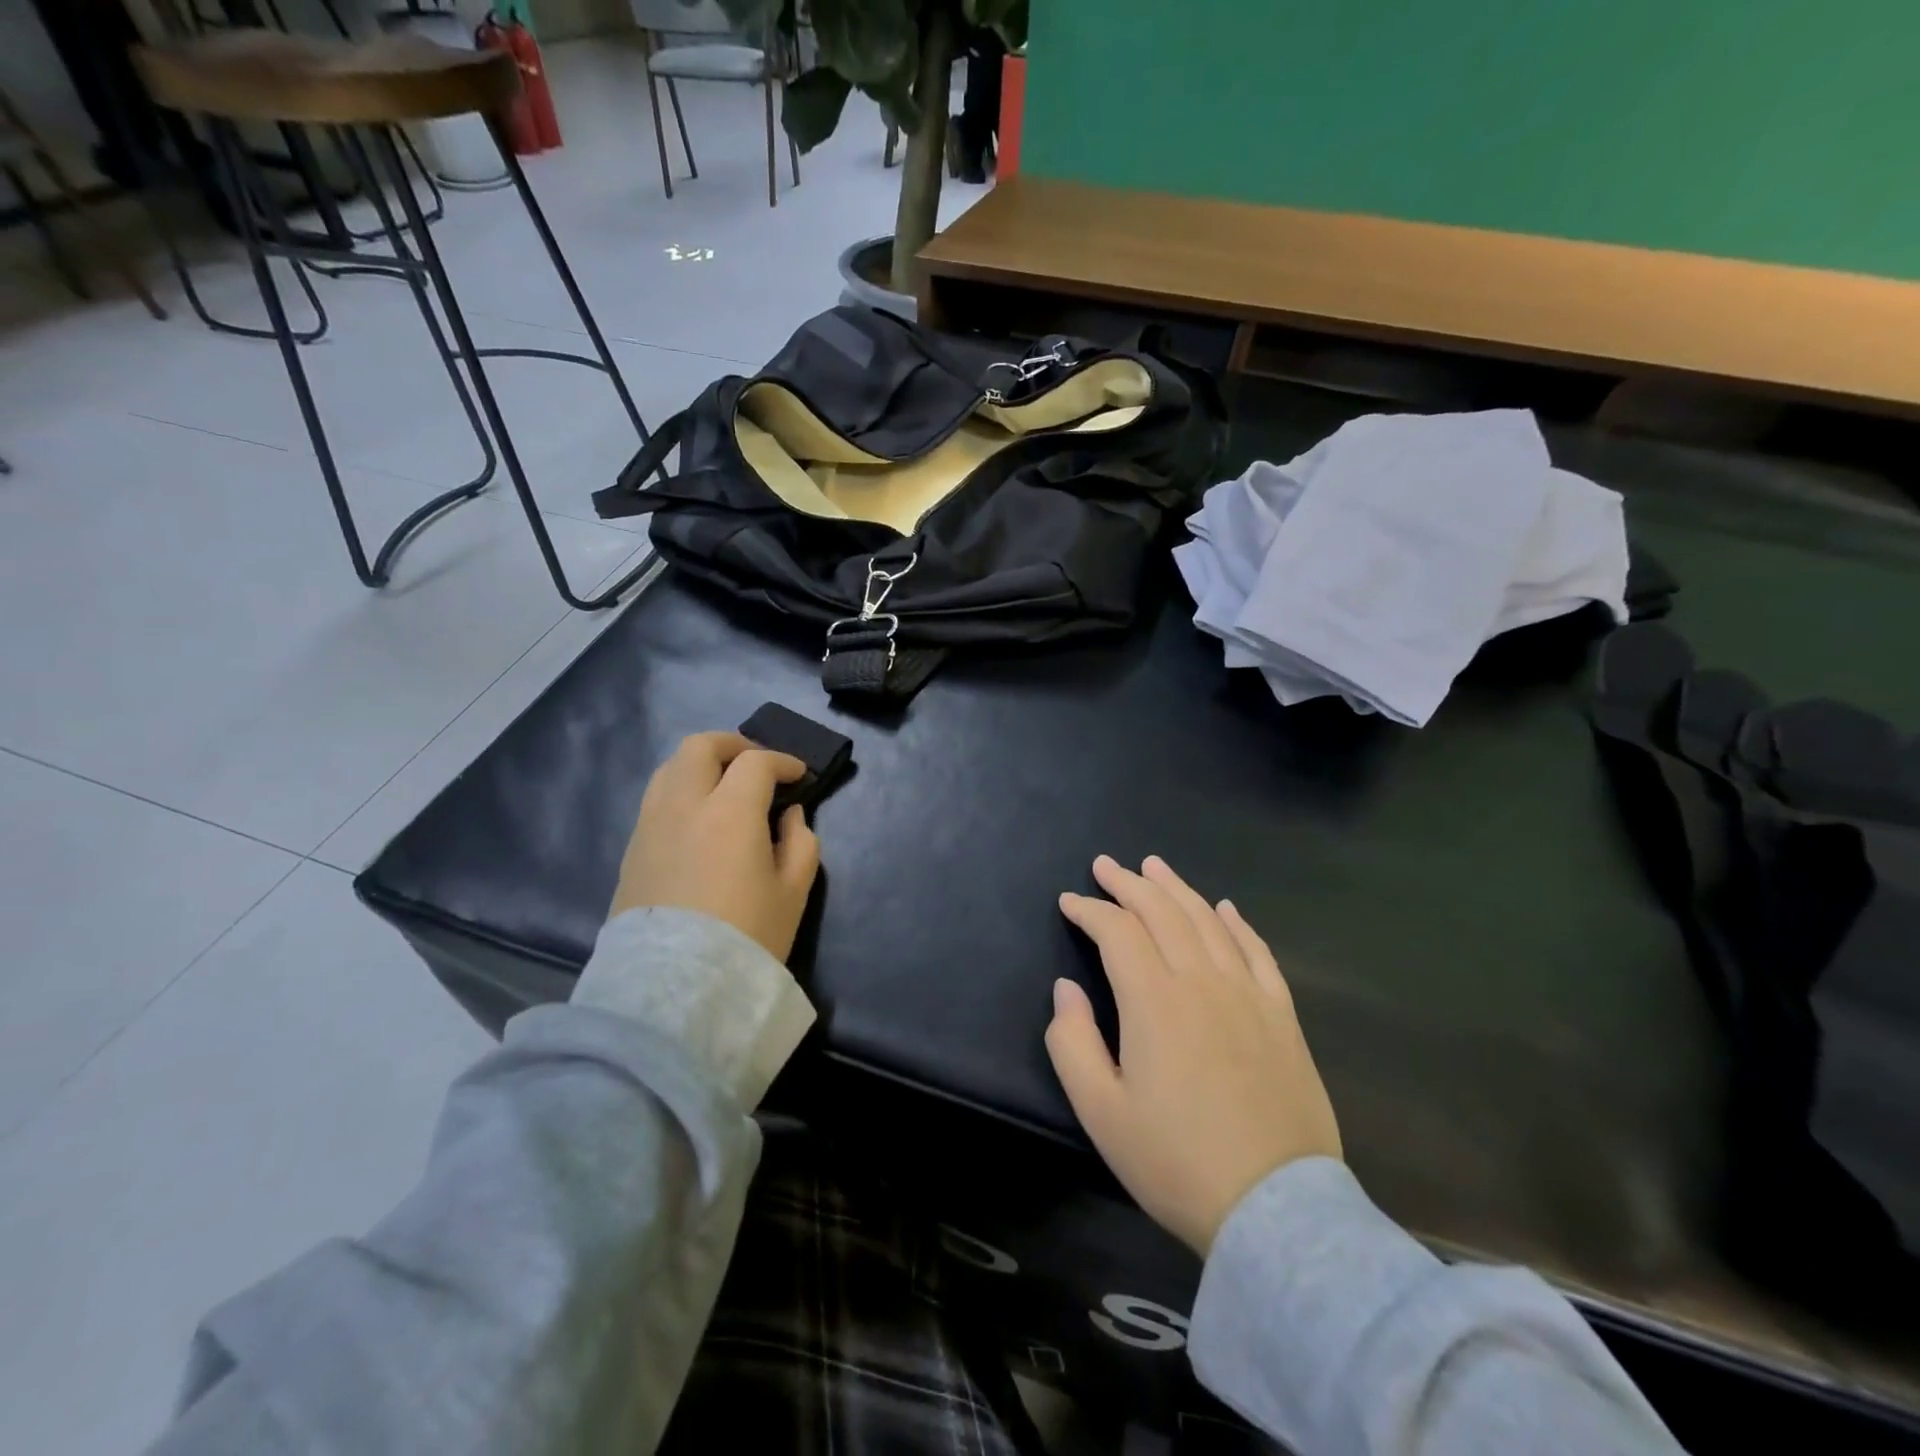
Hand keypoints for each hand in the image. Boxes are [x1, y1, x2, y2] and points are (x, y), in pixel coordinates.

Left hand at [610, 731, 821, 961]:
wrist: (675, 990)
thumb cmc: (747, 936)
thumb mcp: (794, 891)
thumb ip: (800, 841)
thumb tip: (789, 815)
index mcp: (730, 810)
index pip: (756, 762)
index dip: (782, 761)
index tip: (799, 775)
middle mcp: (683, 805)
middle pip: (700, 746)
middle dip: (733, 744)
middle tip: (757, 763)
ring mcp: (650, 826)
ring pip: (670, 768)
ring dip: (701, 764)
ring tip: (723, 785)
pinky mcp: (631, 850)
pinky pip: (656, 799)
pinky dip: (681, 791)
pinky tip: (698, 818)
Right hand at [1046, 855, 1340, 1256]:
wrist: (1275, 1209)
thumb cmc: (1176, 1161)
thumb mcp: (1101, 1112)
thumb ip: (1072, 1042)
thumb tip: (1066, 989)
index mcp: (1154, 1000)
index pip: (1117, 931)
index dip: (1089, 910)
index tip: (1069, 901)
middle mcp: (1201, 980)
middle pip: (1162, 911)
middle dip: (1128, 883)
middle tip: (1105, 865)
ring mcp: (1248, 993)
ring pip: (1208, 920)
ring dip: (1177, 888)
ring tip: (1154, 866)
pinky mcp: (1282, 1014)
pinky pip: (1257, 951)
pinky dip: (1237, 922)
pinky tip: (1225, 907)